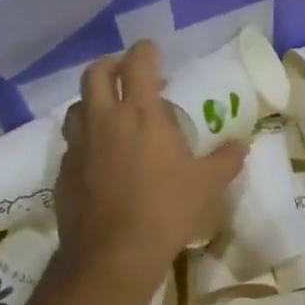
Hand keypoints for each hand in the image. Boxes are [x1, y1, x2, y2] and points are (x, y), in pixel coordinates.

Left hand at [56, 41, 246, 279]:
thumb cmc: (166, 210)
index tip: (153, 51)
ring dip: (93, 101)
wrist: (113, 253)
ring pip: (76, 106)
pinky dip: (85, 139)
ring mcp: (79, 145)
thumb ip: (225, 160)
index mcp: (141, 114)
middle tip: (128, 75)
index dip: (145, 50)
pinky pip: (72, 143)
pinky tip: (99, 157)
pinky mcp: (64, 171)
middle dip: (111, 66)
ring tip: (110, 114)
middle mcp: (104, 120)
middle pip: (96, 74)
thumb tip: (240, 146)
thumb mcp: (207, 185)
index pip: (138, 63)